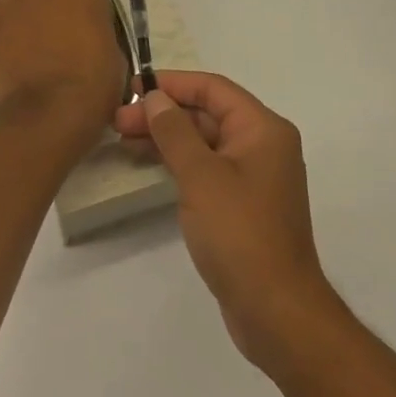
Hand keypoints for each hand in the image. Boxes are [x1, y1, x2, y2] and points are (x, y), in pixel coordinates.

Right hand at [114, 70, 338, 373]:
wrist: (277, 312)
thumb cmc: (240, 234)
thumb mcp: (201, 176)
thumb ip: (175, 131)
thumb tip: (155, 97)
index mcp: (263, 129)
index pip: (213, 89)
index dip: (172, 84)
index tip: (133, 87)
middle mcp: (263, 145)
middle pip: (207, 114)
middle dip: (163, 113)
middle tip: (118, 121)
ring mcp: (253, 176)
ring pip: (204, 141)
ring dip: (166, 137)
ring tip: (124, 138)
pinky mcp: (243, 204)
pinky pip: (207, 168)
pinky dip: (178, 161)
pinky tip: (149, 164)